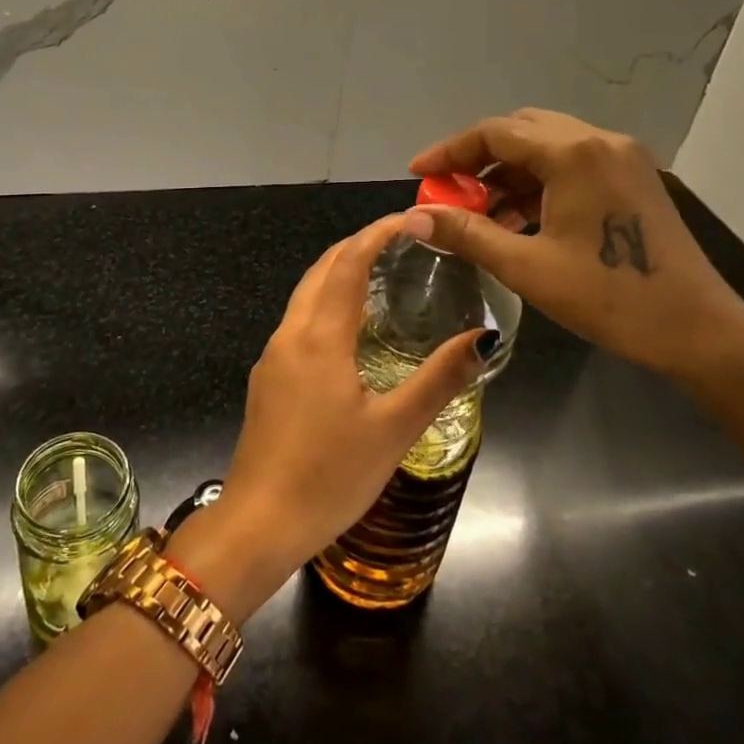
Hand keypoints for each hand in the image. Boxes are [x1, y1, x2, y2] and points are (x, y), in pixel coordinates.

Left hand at [196, 215, 489, 607]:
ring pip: (305, 294)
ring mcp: (273, 357)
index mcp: (319, 338)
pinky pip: (299, 320)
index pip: (348, 264)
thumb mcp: (394, 430)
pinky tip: (349, 327)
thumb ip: (439, 379)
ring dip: (338, 272)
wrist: (258, 524)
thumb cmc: (329, 477)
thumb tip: (484, 338)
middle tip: (400, 240)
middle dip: (357, 245)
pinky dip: (326, 302)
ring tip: (380, 273)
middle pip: (321, 270)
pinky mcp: (267, 379)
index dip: (376, 234)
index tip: (409, 219)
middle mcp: (290, 335)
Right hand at [404, 109, 743, 385]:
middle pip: (521, 130)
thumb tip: (411, 218)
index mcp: (573, 153)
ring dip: (508, 172)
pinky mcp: (634, 177)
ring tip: (480, 213)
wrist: (698, 329)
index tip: (418, 175)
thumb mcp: (526, 266)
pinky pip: (572, 164)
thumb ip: (465, 233)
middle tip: (449, 194)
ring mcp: (622, 157)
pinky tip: (519, 218)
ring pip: (547, 146)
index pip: (494, 132)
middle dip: (478, 158)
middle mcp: (599, 140)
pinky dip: (538, 182)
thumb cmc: (609, 297)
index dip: (449, 152)